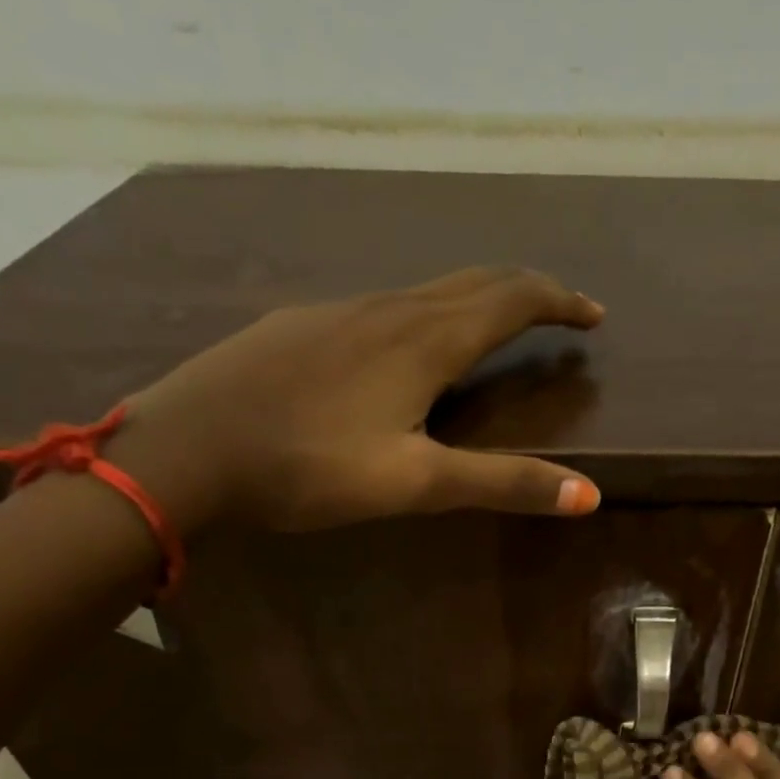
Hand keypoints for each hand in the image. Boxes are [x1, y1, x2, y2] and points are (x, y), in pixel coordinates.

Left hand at [110, 267, 604, 532]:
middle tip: (559, 313)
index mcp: (424, 341)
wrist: (186, 450)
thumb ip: (501, 484)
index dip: (559, 303)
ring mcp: (338, 312)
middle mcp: (387, 309)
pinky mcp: (301, 327)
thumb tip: (588, 495)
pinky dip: (424, 317)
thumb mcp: (414, 484)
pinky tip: (406, 351)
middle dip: (526, 293)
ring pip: (426, 292)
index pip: (511, 300)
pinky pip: (382, 308)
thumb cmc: (308, 468)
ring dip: (475, 302)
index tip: (594, 316)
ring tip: (495, 331)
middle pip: (473, 282)